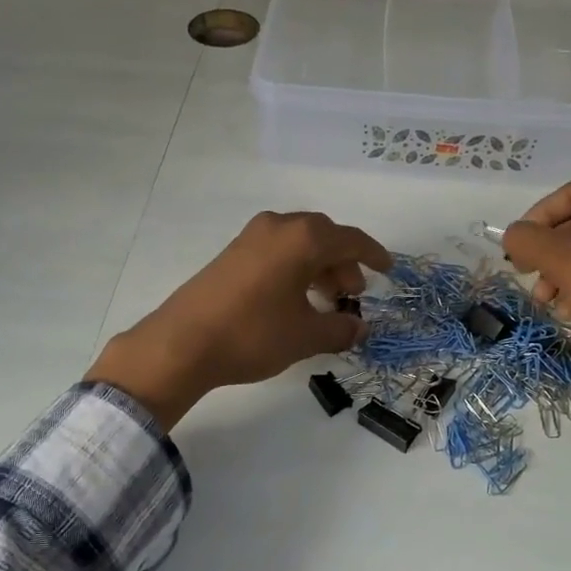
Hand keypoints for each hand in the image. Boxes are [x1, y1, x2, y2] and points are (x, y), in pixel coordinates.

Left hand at [86, 211, 391, 428]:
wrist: (182, 343)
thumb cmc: (254, 334)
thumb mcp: (306, 336)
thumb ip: (340, 329)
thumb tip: (360, 327)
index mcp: (303, 239)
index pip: (351, 240)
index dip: (373, 256)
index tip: (388, 270)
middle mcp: (279, 227)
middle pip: (324, 237)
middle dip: (344, 264)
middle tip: (352, 295)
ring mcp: (251, 237)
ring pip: (299, 244)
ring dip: (319, 267)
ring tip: (325, 302)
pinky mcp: (232, 253)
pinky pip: (277, 251)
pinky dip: (295, 268)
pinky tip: (294, 300)